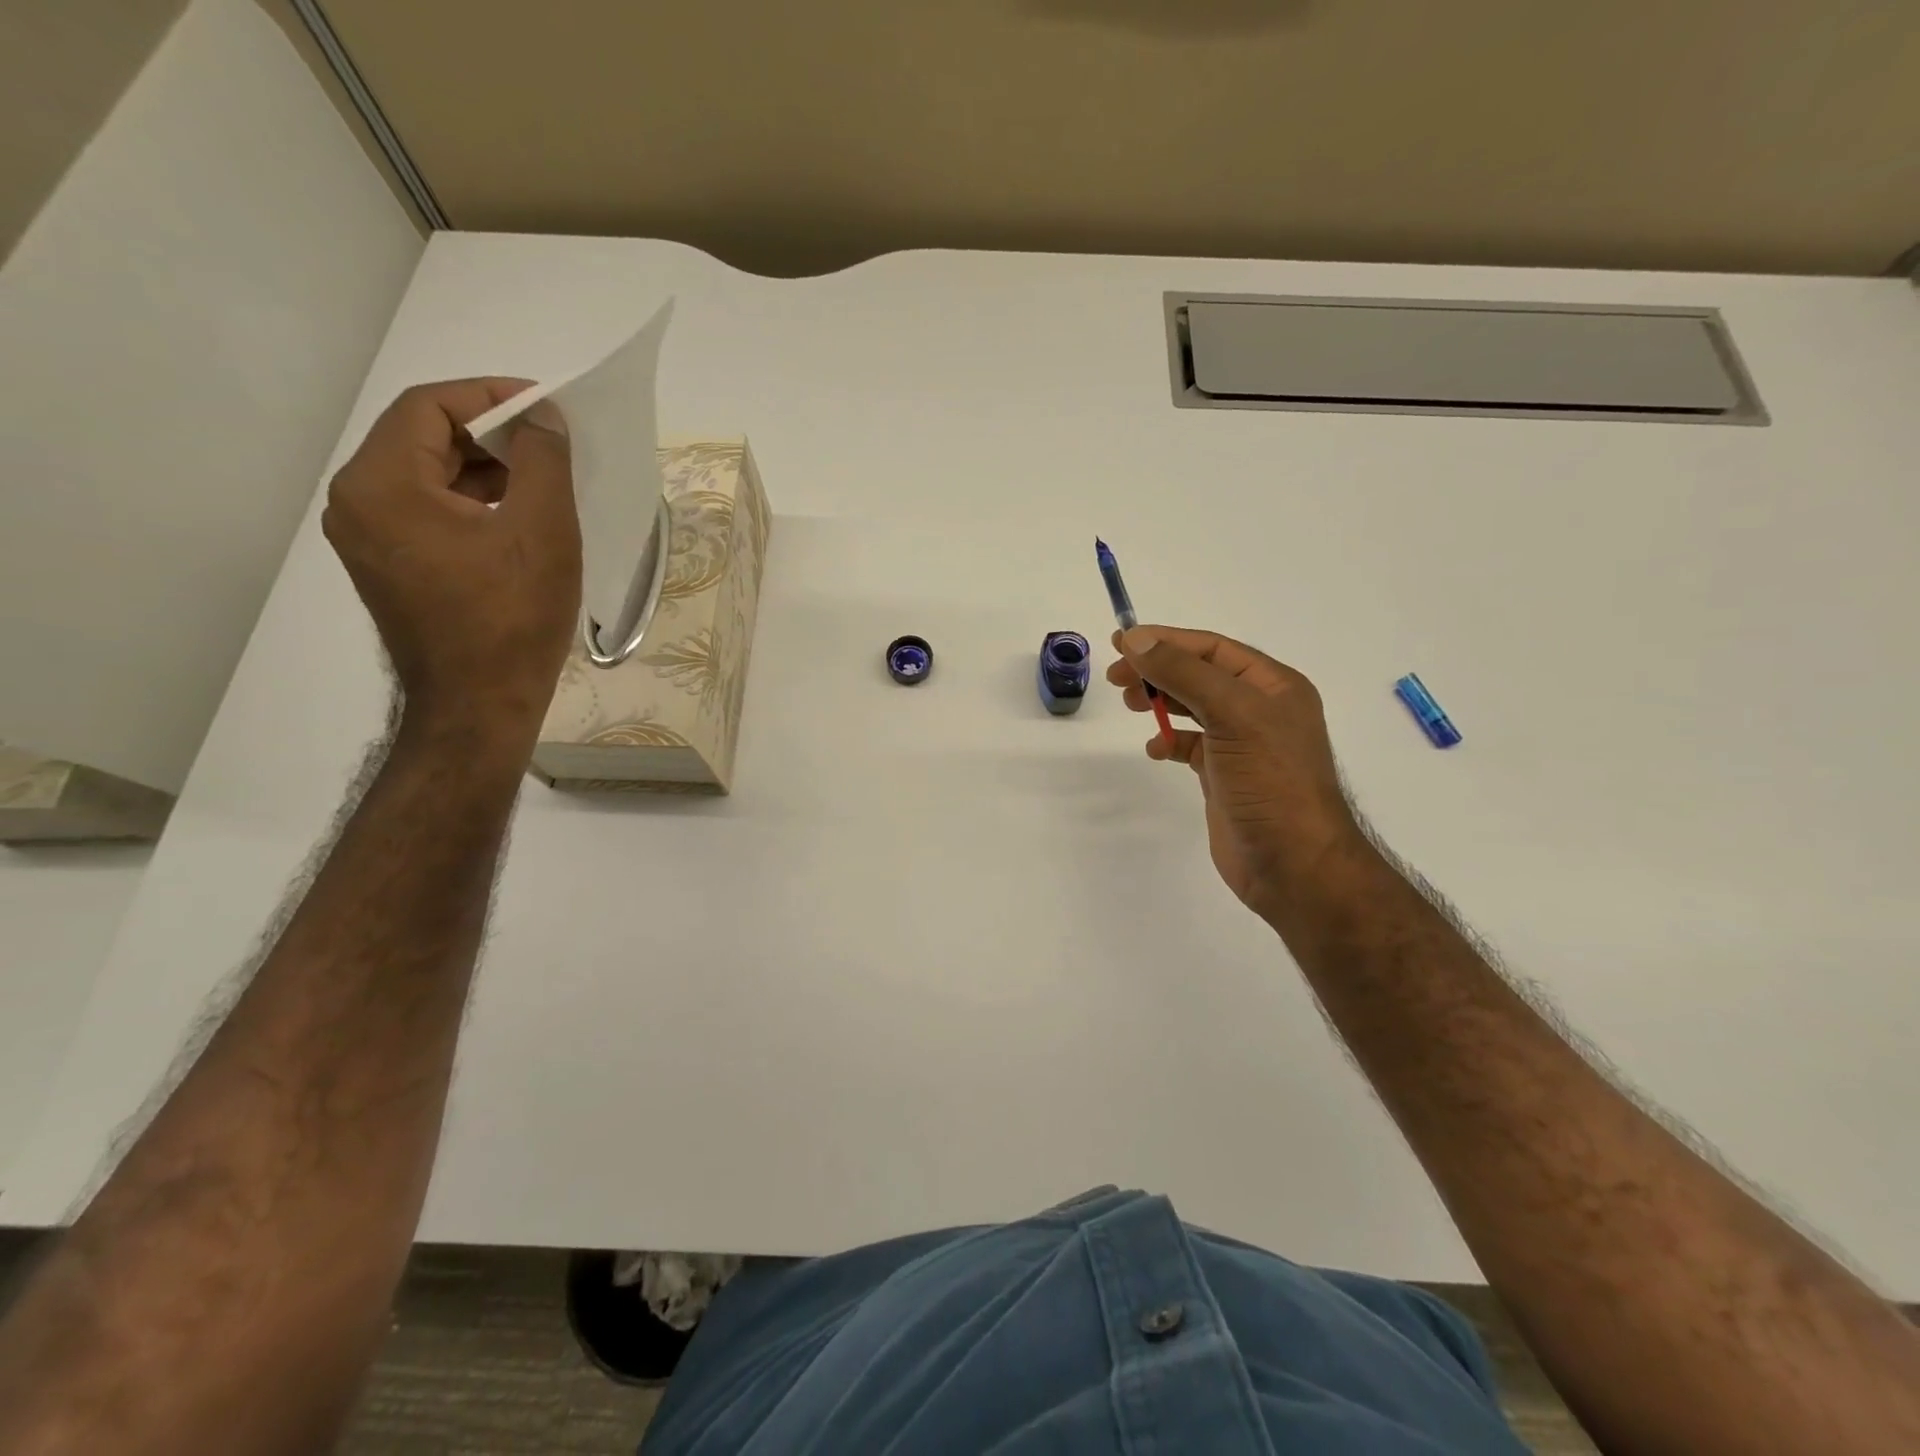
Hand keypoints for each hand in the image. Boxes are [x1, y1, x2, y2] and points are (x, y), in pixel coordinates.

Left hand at [323, 380, 580, 754]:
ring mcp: (368, 540)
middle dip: (491, 435)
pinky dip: (472, 505)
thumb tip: (540, 415)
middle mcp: (357, 503)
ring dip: (485, 471)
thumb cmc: (513, 616)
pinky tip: (518, 522)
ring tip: (544, 486)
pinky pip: (428, 514)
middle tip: (551, 447)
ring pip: (427, 479)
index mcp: (381, 484)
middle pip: (423, 439)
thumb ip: (543, 458)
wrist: (481, 705)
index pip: (429, 406)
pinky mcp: (390, 569)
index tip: (546, 407)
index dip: (491, 396)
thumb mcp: (543, 529)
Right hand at [1106, 626, 1367, 917]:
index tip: (1120, 642)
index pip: (1211, 649)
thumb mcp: (1232, 714)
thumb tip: (1137, 639)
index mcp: (1272, 685)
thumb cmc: (1270, 782)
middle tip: (1117, 678)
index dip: (1165, 641)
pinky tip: (1156, 748)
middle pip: (1199, 674)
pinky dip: (1170, 741)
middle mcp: (1260, 709)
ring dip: (1161, 701)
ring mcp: (1242, 744)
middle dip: (1158, 670)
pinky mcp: (1225, 776)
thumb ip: (1184, 673)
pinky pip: (1191, 745)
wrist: (1294, 864)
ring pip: (1193, 707)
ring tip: (1131, 705)